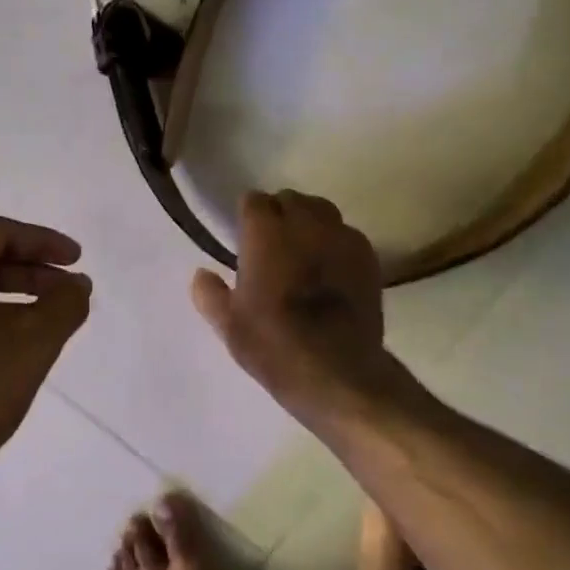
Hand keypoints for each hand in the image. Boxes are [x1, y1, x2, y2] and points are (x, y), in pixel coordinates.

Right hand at [190, 190, 391, 425]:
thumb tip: (201, 275)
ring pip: (323, 211)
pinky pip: (347, 234)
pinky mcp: (368, 256)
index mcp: (266, 232)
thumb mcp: (228, 325)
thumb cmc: (273, 345)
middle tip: (272, 245)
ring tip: (303, 251)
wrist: (337, 370)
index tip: (244, 238)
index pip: (254, 201)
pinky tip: (331, 270)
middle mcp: (305, 223)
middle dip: (279, 214)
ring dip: (309, 223)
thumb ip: (209, 294)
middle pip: (290, 199)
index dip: (248, 217)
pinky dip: (335, 243)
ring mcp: (341, 237)